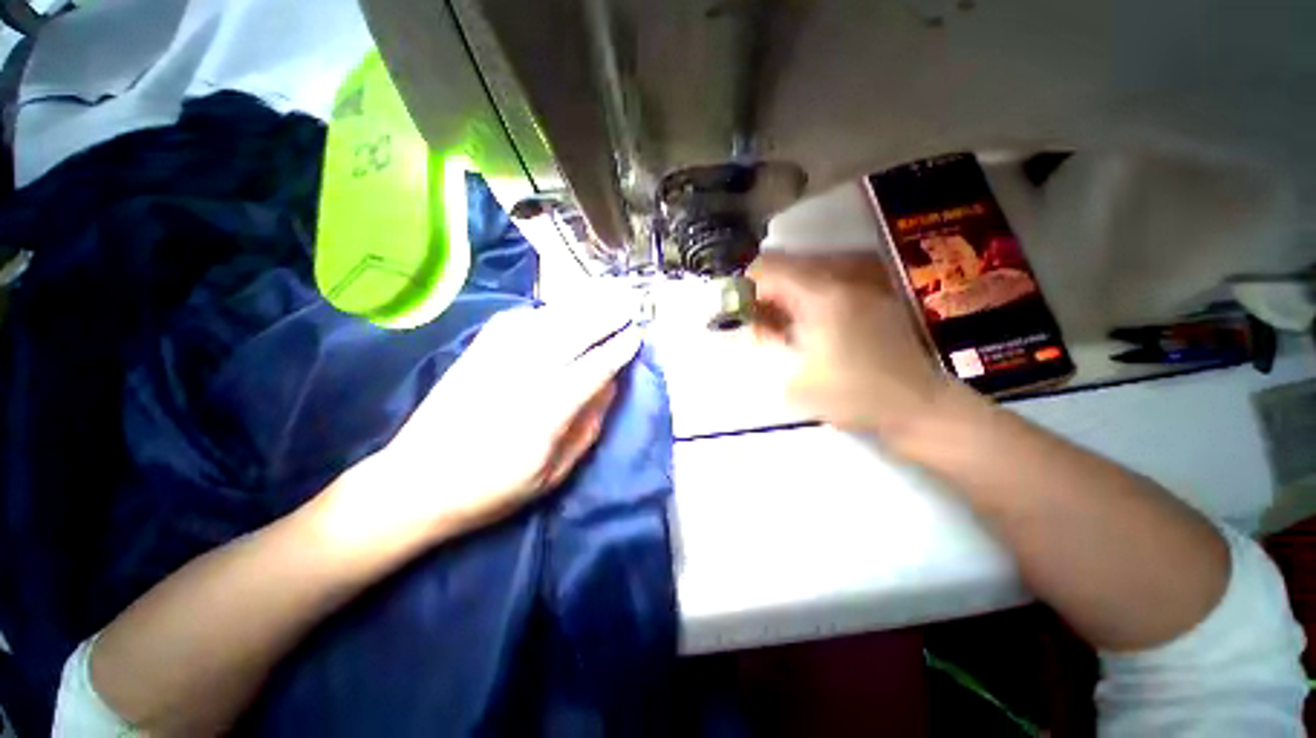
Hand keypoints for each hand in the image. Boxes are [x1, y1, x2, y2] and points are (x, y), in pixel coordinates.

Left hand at [321, 300, 641, 549]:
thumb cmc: (493, 488)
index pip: (593, 369)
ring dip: (578, 307)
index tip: (636, 336)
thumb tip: (608, 387)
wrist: (415, 483)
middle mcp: (522, 376)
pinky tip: (556, 311)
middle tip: (627, 304)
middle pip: (572, 334)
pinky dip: (543, 312)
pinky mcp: (475, 353)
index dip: (617, 350)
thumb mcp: (553, 474)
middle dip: (604, 316)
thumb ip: (586, 428)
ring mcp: (495, 360)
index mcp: (545, 412)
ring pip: (546, 321)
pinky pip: (516, 321)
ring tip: (601, 298)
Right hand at [748, 252, 959, 437]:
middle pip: (788, 267)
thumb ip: (765, 344)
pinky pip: (828, 287)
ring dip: (784, 296)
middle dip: (763, 291)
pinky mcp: (872, 301)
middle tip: (755, 321)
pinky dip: (806, 301)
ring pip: (807, 276)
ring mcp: (861, 288)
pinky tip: (805, 329)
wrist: (917, 408)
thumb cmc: (851, 396)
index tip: (737, 311)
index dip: (745, 286)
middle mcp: (842, 281)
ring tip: (778, 327)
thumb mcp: (794, 376)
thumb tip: (748, 324)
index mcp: (821, 295)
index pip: (770, 268)